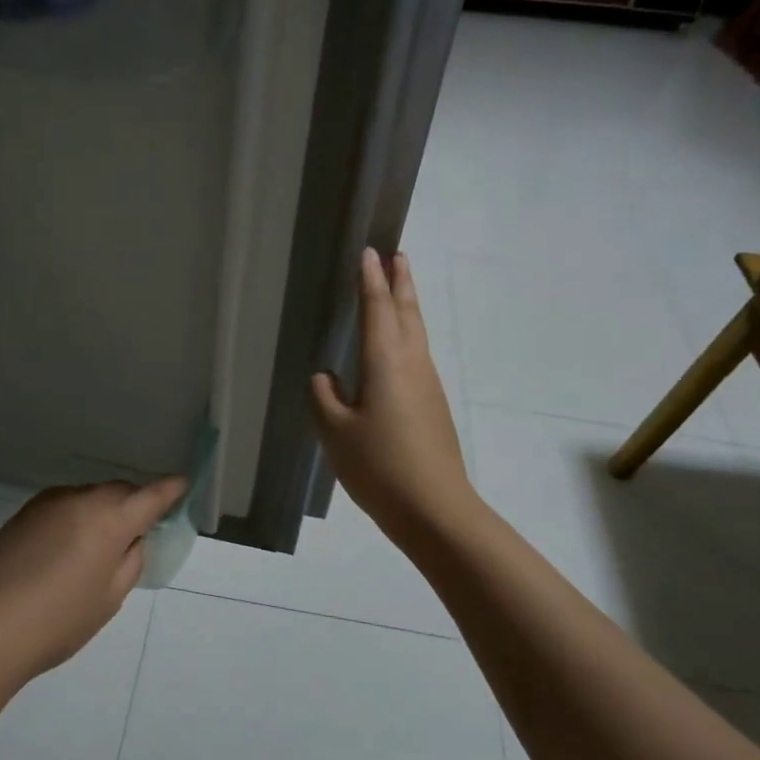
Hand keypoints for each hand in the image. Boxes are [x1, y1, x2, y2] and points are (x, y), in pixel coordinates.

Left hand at [0, 478, 187, 676]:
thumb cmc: (62, 619)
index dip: (170, 489)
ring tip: (96, 544)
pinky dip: (75, 516)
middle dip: (133, 503)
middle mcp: (82, 499)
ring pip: (90, 496)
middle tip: (136, 531)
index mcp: (111, 519)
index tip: (182, 484)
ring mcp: (50, 501)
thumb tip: (132, 538)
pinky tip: (65, 546)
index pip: (151, 495)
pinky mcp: (26, 511)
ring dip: (102, 509)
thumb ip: (131, 559)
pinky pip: (64, 505)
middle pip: (119, 491)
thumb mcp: (111, 596)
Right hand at [311, 248, 473, 538]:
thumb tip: (327, 378)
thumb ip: (325, 398)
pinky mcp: (433, 404)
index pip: (377, 309)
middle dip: (401, 282)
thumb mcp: (336, 433)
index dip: (371, 280)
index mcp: (385, 362)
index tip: (371, 252)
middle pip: (407, 312)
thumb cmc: (380, 466)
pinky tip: (397, 349)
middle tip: (398, 255)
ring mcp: (428, 384)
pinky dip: (408, 334)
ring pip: (416, 332)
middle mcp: (412, 364)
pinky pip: (418, 355)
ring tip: (399, 289)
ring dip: (407, 305)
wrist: (435, 508)